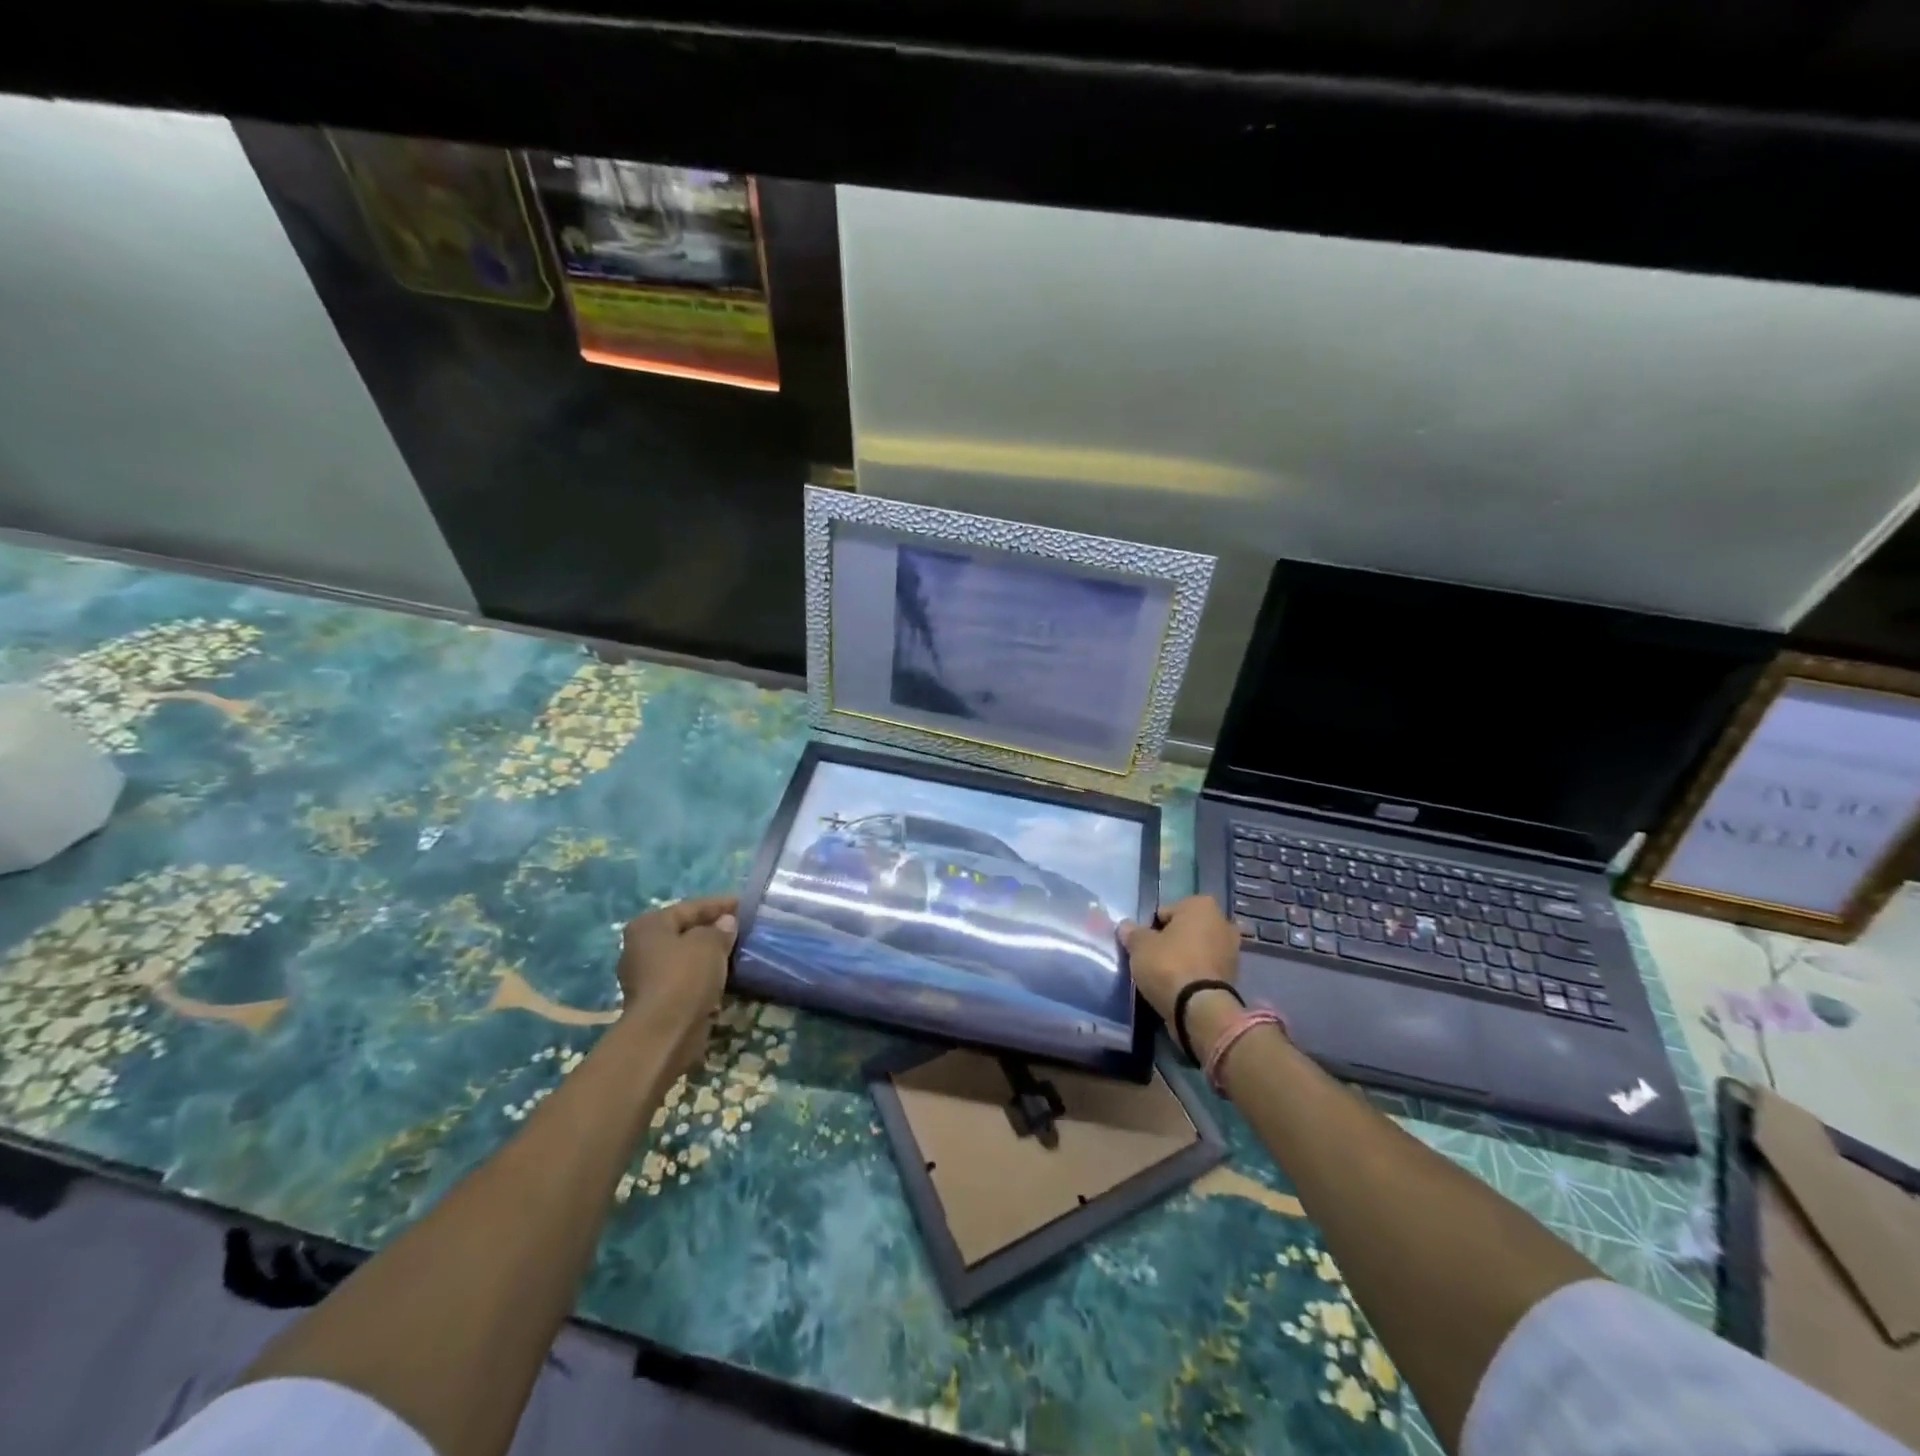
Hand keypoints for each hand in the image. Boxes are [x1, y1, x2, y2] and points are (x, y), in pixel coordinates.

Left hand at [616, 896, 736, 1073]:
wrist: (665, 1033)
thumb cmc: (684, 977)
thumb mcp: (709, 943)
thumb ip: (720, 929)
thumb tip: (726, 923)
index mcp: (649, 926)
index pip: (690, 907)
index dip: (719, 904)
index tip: (744, 904)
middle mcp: (641, 948)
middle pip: (685, 932)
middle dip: (713, 929)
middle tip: (742, 928)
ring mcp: (646, 977)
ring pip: (686, 958)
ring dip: (709, 955)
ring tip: (738, 951)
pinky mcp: (657, 1002)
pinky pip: (686, 980)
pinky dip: (704, 976)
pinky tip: (726, 976)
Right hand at [1119, 895, 1241, 1045]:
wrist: (1200, 1009)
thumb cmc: (1169, 965)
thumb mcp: (1139, 946)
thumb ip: (1132, 932)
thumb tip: (1126, 927)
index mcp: (1201, 905)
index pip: (1165, 911)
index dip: (1151, 928)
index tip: (1143, 945)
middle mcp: (1222, 922)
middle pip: (1184, 929)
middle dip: (1171, 941)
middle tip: (1152, 959)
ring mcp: (1231, 950)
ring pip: (1196, 949)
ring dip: (1184, 958)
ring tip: (1164, 975)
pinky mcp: (1234, 976)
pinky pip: (1205, 968)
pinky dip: (1194, 973)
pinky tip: (1179, 986)